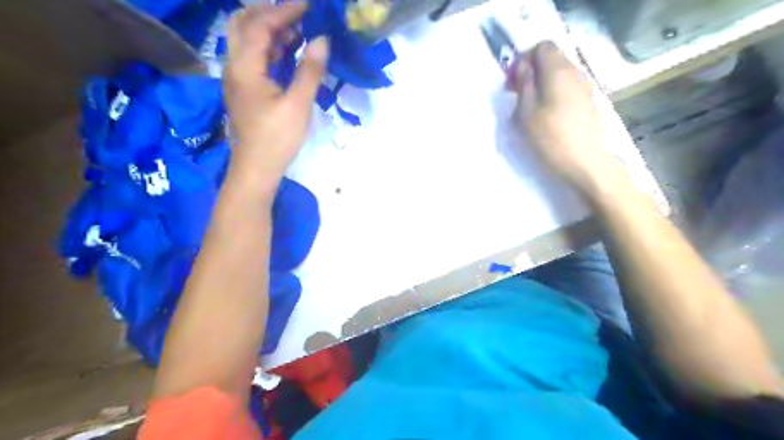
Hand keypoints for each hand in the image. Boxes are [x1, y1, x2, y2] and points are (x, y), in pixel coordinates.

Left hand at [223, 1, 327, 193]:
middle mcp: (234, 66)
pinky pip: (251, 57)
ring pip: (245, 40)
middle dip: (268, 12)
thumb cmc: (277, 138)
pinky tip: (287, 52)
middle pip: (242, 24)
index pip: (260, 25)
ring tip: (297, 29)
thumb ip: (309, 70)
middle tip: (297, 13)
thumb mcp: (298, 105)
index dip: (284, 10)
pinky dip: (268, 47)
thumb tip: (322, 39)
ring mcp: (236, 78)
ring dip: (268, 29)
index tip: (309, 5)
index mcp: (245, 67)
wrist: (256, 168)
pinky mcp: (243, 89)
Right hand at [512, 44, 627, 194]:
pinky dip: (553, 93)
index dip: (524, 58)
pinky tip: (546, 115)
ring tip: (529, 107)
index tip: (512, 81)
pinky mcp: (588, 102)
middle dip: (531, 70)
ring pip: (559, 74)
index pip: (542, 46)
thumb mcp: (526, 112)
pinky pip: (567, 87)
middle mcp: (575, 72)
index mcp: (558, 70)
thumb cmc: (550, 137)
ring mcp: (585, 87)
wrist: (585, 163)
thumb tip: (522, 67)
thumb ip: (524, 84)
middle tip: (516, 93)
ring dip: (541, 83)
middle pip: (552, 58)